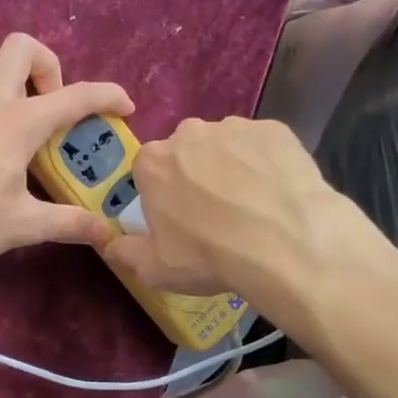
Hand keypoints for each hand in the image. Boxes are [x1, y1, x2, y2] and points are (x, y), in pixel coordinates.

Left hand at [0, 34, 133, 264]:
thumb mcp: (23, 225)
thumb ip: (67, 224)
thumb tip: (106, 234)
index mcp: (20, 122)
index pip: (76, 97)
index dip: (108, 96)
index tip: (123, 106)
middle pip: (23, 47)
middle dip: (46, 66)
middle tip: (46, 104)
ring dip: (1, 66)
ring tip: (6, 100)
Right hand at [104, 116, 391, 312]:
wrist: (287, 244)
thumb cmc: (209, 256)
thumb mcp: (154, 269)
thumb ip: (125, 253)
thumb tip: (110, 246)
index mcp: (153, 162)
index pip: (149, 171)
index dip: (162, 195)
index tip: (178, 219)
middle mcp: (189, 133)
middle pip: (186, 153)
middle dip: (196, 176)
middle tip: (216, 214)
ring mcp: (235, 127)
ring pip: (225, 146)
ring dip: (231, 168)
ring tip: (253, 206)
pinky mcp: (276, 129)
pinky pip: (263, 146)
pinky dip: (266, 164)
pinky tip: (277, 194)